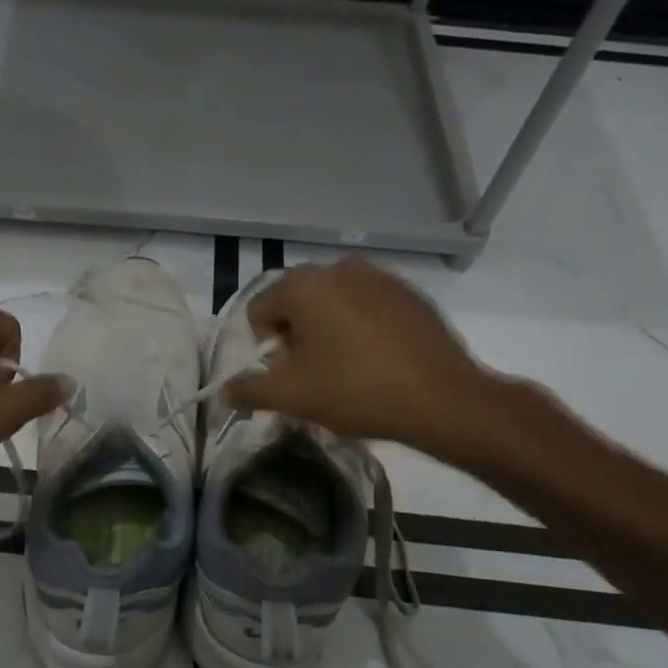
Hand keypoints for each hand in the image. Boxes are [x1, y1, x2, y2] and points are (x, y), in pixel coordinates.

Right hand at [224, 259, 524, 465]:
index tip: (290, 376)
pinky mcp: (408, 292)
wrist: (443, 399)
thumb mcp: (292, 396)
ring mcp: (377, 275)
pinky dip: (360, 327)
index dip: (265, 349)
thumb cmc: (356, 391)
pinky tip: (378, 359)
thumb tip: (224, 392)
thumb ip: (248, 390)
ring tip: (347, 369)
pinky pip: (365, 305)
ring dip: (328, 331)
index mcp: (303, 284)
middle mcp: (337, 267)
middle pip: (295, 303)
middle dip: (296, 337)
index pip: (258, 312)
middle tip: (315, 375)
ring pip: (331, 303)